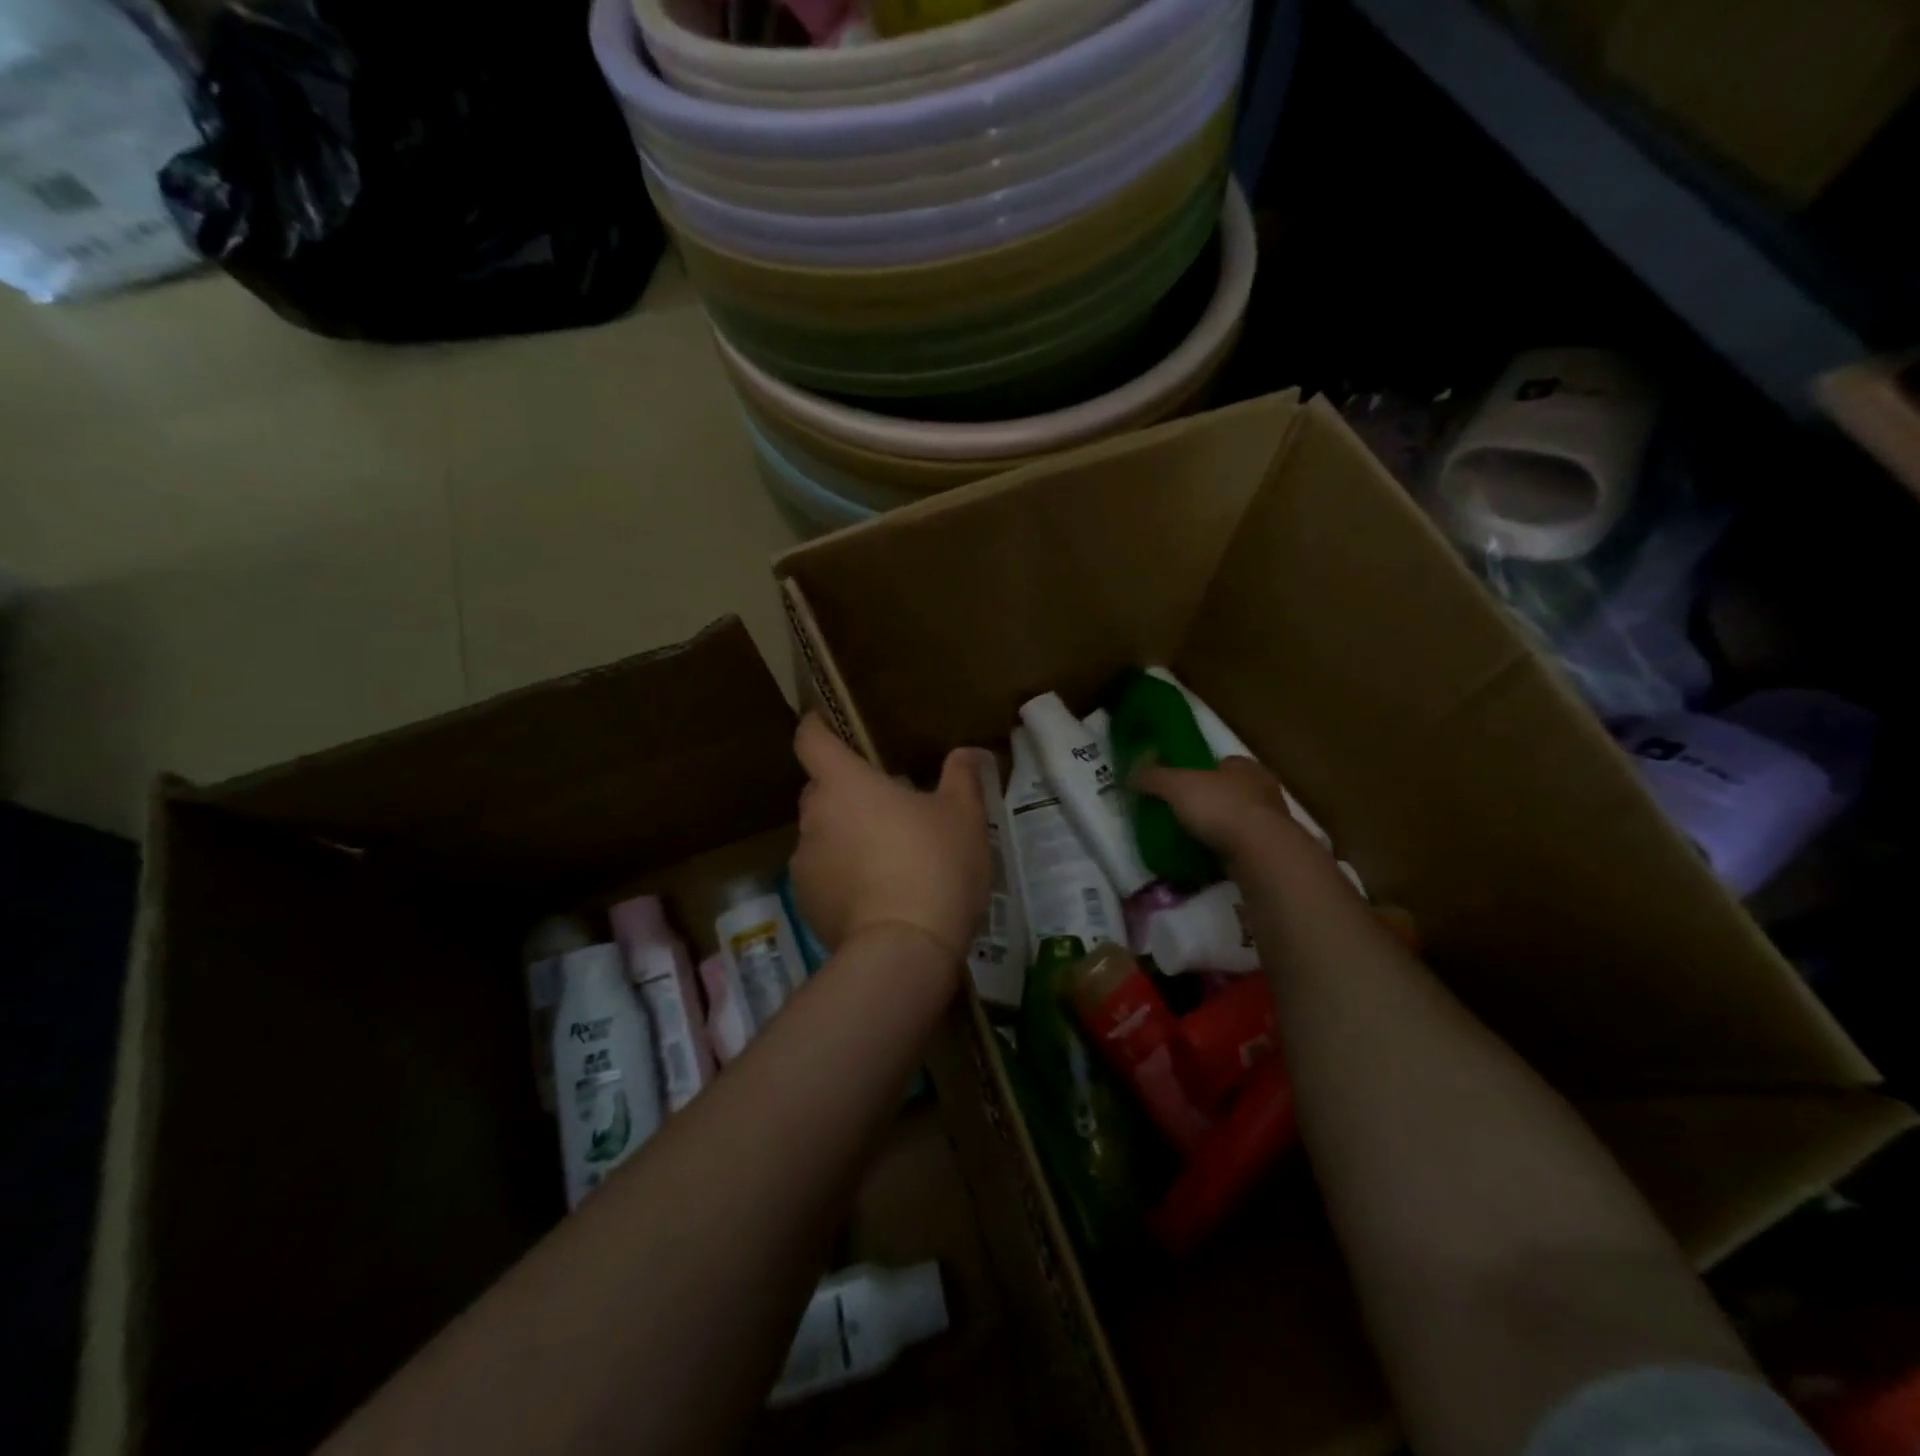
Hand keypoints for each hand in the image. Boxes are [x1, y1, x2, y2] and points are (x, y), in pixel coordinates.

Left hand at [790, 714, 989, 966]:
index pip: (811, 740)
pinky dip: (842, 875)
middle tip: (887, 805)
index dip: (815, 728)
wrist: (903, 949)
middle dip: (846, 791)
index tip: (824, 724)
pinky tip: (877, 895)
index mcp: (845, 784)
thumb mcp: (963, 816)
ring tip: (887, 857)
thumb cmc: (934, 865)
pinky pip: (822, 874)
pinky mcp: (806, 903)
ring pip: (822, 834)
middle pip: (820, 790)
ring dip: (845, 836)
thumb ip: (962, 776)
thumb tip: (966, 753)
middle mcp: (814, 817)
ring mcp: (804, 863)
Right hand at [1135, 756, 1318, 867]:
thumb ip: (1152, 777)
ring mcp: (1271, 822)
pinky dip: (1226, 852)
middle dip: (1209, 801)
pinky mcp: (1271, 851)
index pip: (1221, 763)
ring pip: (1238, 820)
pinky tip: (1207, 861)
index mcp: (1244, 766)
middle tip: (1182, 814)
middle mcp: (1263, 789)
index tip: (1179, 786)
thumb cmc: (1219, 807)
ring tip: (1191, 840)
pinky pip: (1242, 847)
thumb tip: (1130, 774)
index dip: (1200, 772)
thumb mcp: (1175, 785)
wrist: (1260, 853)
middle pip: (1229, 791)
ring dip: (1219, 828)